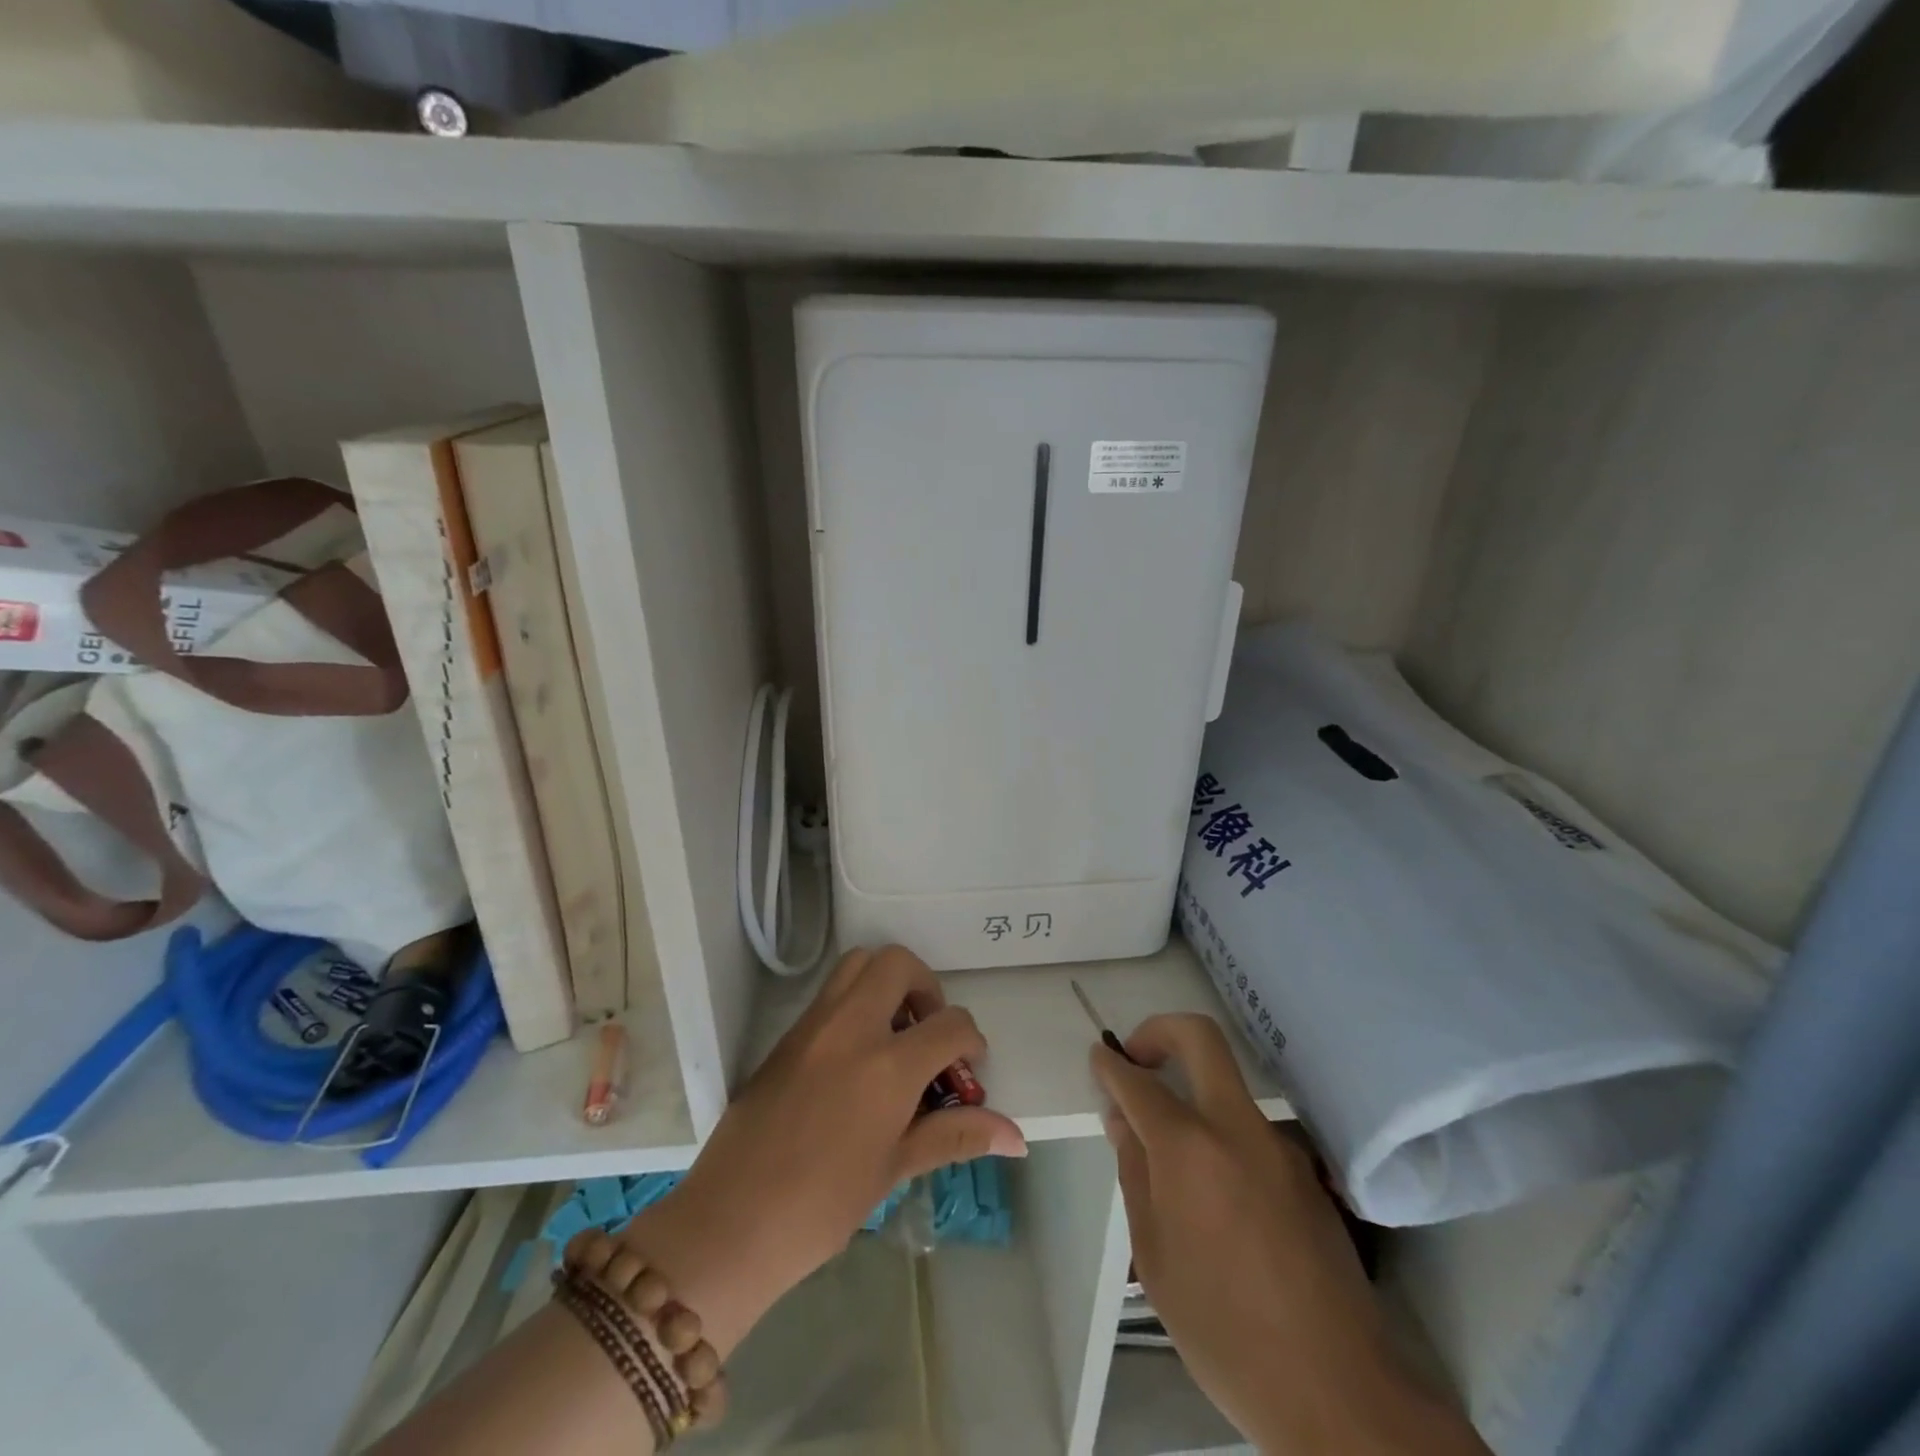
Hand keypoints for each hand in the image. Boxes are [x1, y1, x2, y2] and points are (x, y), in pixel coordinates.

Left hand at [625, 946, 1026, 1355]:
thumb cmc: (822, 1206)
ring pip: (858, 964)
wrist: (731, 1223)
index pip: (949, 1024)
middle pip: (898, 963)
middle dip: (926, 987)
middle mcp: (851, 1027)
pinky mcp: (787, 1034)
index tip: (968, 1069)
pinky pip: (830, 993)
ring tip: (895, 1034)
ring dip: (886, 982)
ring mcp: (813, 1024)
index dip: (970, 1041)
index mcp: (886, 1066)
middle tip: (928, 1032)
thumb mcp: (895, 1168)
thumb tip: (1016, 1135)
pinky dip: (856, 1001)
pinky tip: (857, 1057)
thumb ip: (955, 1136)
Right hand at [1093, 1015, 1483, 1454]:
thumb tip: (1123, 1119)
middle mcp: (1237, 1128)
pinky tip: (1215, 1197)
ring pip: (1226, 1086)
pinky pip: (1249, 1131)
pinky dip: (1220, 1135)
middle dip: (1159, 1032)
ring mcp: (1278, 1145)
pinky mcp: (1304, 1171)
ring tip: (1169, 1156)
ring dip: (1192, 1092)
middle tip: (1138, 1062)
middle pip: (1200, 1038)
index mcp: (1190, 1148)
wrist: (1339, 1393)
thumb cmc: (1224, 1331)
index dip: (1111, 1064)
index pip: (1139, 1082)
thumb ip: (1135, 1172)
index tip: (1098, 1056)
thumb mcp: (1154, 1255)